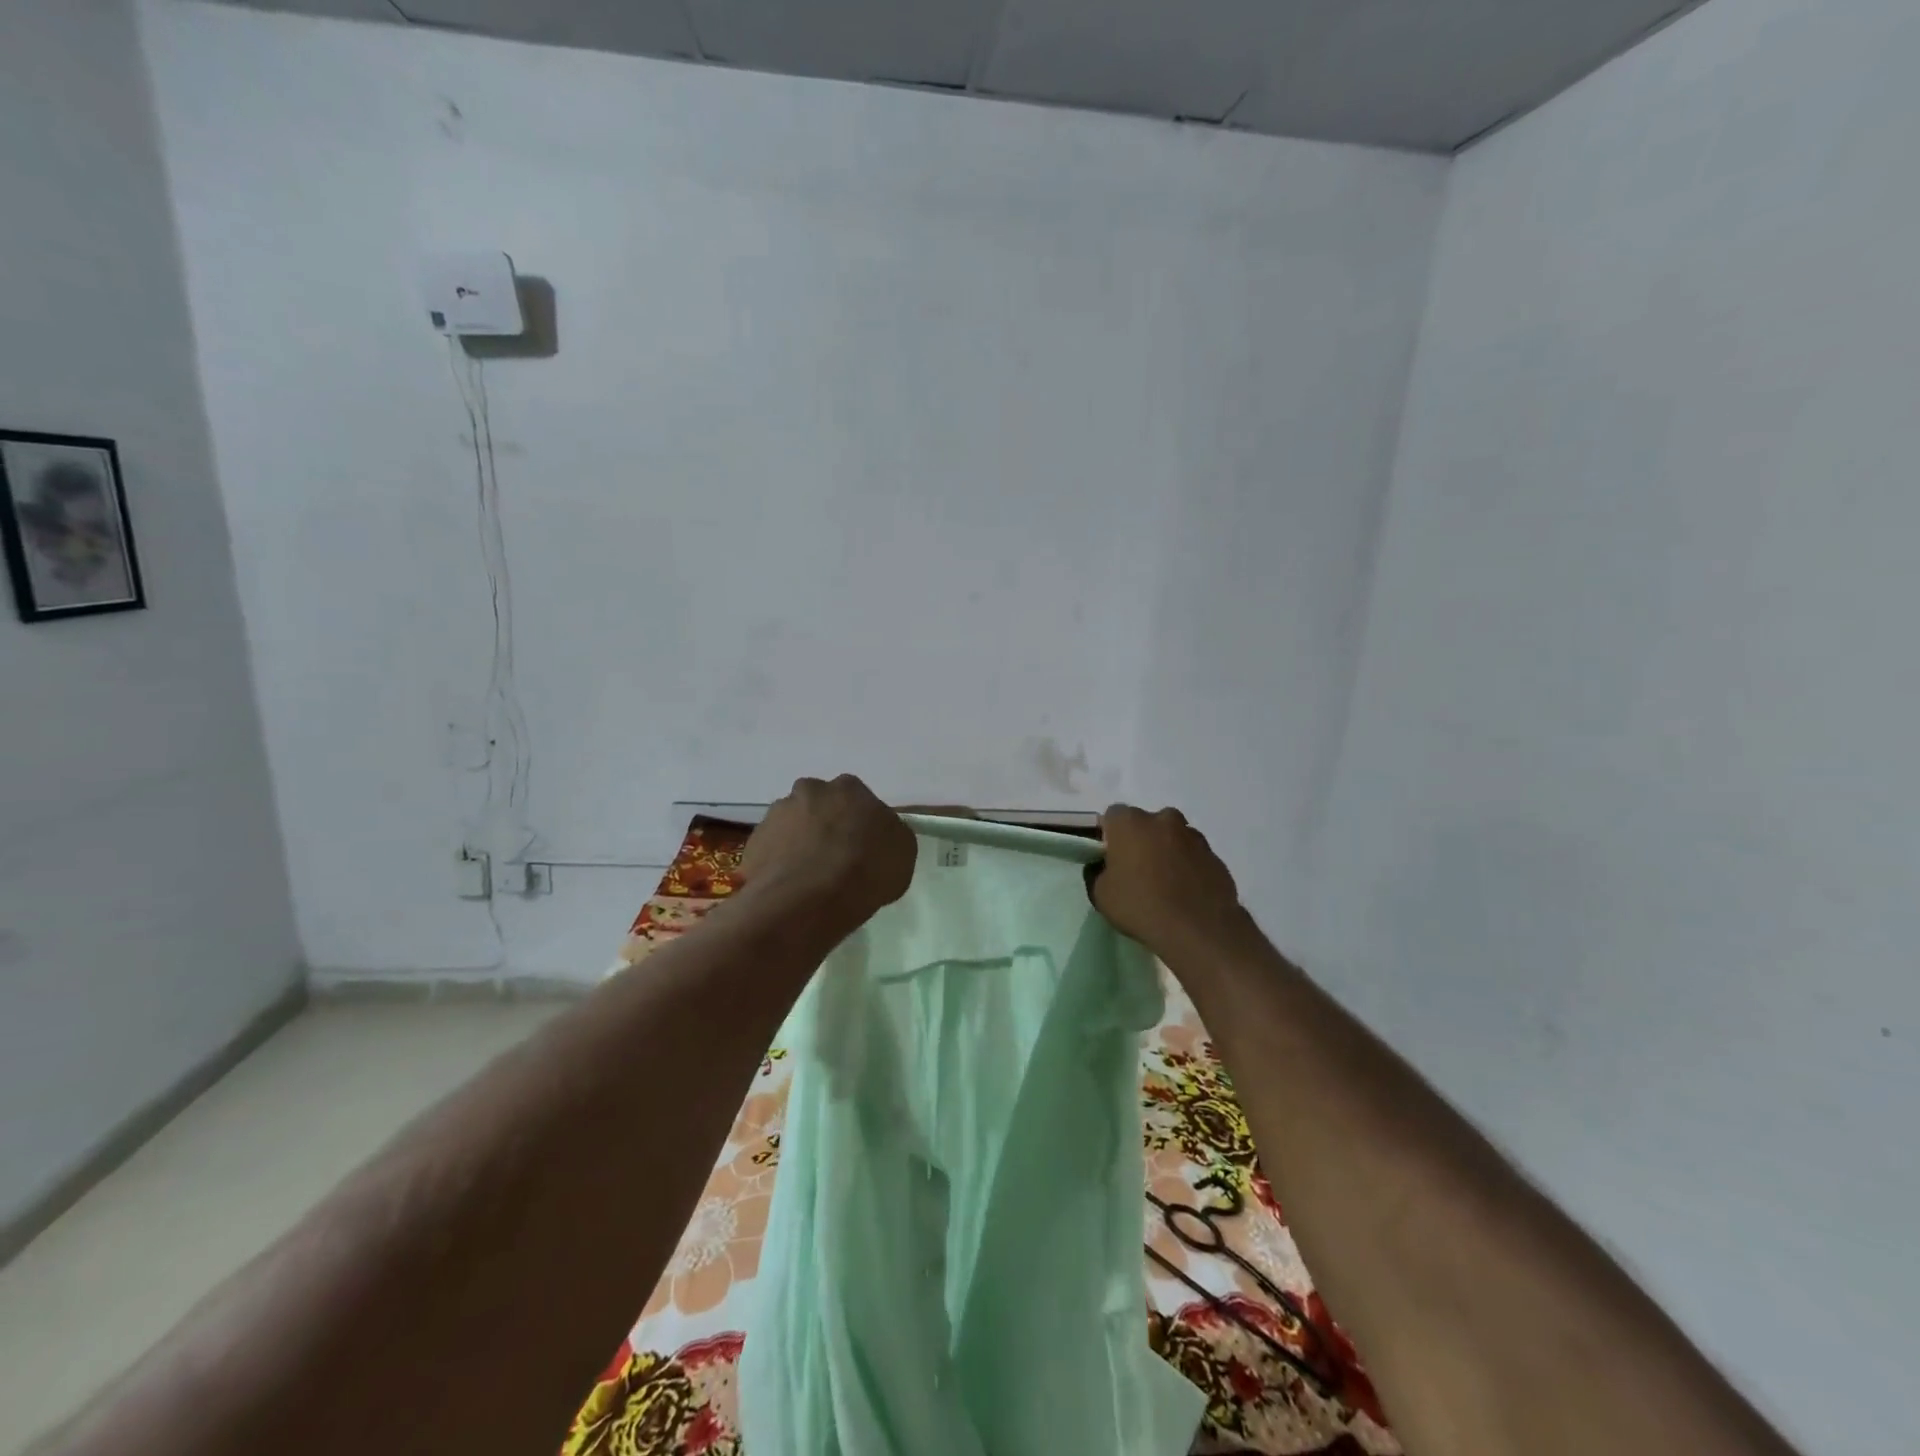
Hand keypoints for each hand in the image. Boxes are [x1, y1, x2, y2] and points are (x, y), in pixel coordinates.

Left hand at [740, 775, 917, 928]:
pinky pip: (771, 851)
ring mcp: (776, 814)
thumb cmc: (866, 869)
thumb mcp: (902, 851)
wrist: (810, 899)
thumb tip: (878, 833)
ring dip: (799, 843)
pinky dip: (779, 864)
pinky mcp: (753, 842)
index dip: (858, 822)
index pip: (855, 799)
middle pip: (819, 806)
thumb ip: (889, 833)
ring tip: (808, 878)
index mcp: (849, 787)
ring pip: (791, 826)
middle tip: (833, 858)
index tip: (861, 845)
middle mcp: (809, 791)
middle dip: (824, 826)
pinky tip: (789, 887)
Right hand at [1092, 805, 1245, 958]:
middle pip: (1146, 823)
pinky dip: (1188, 868)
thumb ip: (1097, 872)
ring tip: (1164, 885)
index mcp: (1130, 822)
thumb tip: (1102, 867)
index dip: (1109, 835)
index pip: (1113, 815)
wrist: (1198, 930)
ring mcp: (1194, 837)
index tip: (1109, 857)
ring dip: (1167, 852)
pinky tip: (1185, 894)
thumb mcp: (1100, 894)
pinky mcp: (1216, 857)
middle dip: (1141, 840)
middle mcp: (1163, 819)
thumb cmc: (1140, 905)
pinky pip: (1194, 857)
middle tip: (1136, 870)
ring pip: (1173, 838)